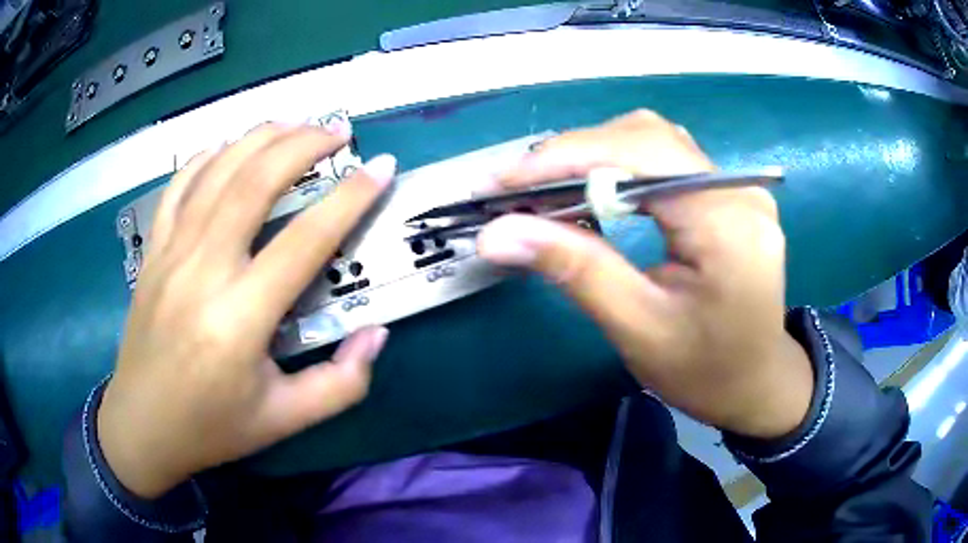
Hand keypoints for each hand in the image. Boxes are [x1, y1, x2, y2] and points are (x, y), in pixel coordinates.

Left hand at [98, 121, 395, 497]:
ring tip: (296, 121)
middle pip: (255, 182)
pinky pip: (179, 186)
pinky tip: (228, 145)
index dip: (350, 198)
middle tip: (339, 131)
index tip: (382, 168)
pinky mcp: (152, 251)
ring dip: (260, 137)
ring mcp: (171, 253)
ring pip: (217, 171)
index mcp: (240, 318)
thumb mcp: (285, 421)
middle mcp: (203, 270)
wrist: (142, 426)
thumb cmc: (212, 427)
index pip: (306, 240)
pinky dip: (206, 156)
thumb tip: (377, 334)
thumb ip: (341, 384)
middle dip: (304, 144)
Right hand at [477, 110, 812, 438]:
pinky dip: (620, 166)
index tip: (501, 182)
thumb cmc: (705, 372)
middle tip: (518, 189)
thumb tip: (497, 233)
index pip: (640, 154)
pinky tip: (594, 190)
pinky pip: (667, 160)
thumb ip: (575, 270)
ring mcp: (739, 187)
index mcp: (728, 223)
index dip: (564, 158)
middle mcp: (740, 189)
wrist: (756, 384)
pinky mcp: (729, 194)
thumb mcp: (638, 328)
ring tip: (546, 189)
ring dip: (594, 157)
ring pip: (654, 141)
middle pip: (646, 137)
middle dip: (573, 155)